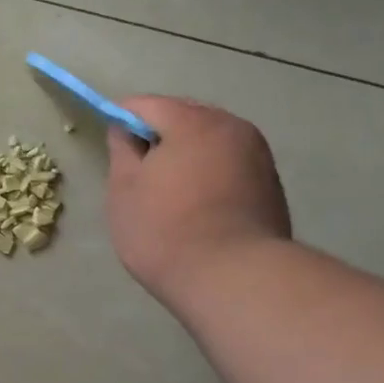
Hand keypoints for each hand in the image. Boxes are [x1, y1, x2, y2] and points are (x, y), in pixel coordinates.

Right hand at [105, 96, 290, 310]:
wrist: (233, 277)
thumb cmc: (165, 230)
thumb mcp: (124, 190)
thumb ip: (121, 151)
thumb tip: (123, 131)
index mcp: (193, 121)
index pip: (146, 105)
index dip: (122, 121)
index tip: (112, 148)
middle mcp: (232, 127)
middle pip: (184, 117)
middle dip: (159, 136)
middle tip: (139, 173)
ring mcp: (258, 155)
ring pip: (210, 142)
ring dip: (187, 155)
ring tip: (168, 192)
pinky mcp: (271, 185)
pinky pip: (229, 165)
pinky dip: (209, 174)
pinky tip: (197, 207)